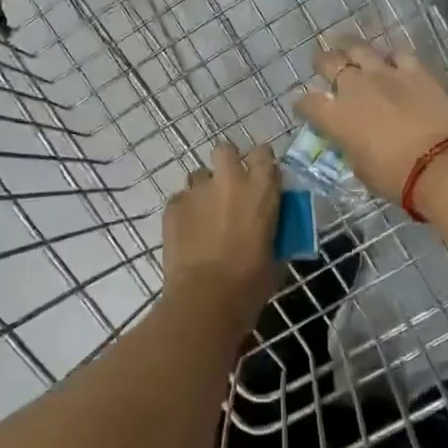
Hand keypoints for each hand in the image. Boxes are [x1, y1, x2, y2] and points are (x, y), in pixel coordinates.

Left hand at [162, 141, 280, 327]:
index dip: (261, 162)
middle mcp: (229, 181)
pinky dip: (185, 211)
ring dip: (204, 189)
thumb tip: (271, 234)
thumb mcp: (275, 258)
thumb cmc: (250, 283)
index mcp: (261, 190)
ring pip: (199, 175)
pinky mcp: (173, 206)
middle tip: (229, 186)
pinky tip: (188, 232)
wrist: (206, 298)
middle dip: (227, 161)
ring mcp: (197, 191)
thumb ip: (273, 234)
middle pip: (225, 149)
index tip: (262, 176)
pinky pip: (180, 199)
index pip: (264, 154)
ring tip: (205, 214)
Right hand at [293, 42, 447, 206]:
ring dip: (350, 47)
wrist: (441, 165)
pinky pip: (398, 53)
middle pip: (329, 62)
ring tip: (347, 46)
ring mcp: (385, 74)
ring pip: (359, 47)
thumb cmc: (395, 178)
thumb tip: (354, 142)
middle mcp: (354, 88)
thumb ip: (351, 149)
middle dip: (322, 62)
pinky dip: (391, 55)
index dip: (303, 105)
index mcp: (335, 117)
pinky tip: (391, 59)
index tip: (304, 108)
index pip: (308, 103)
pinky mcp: (415, 71)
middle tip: (322, 64)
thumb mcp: (361, 169)